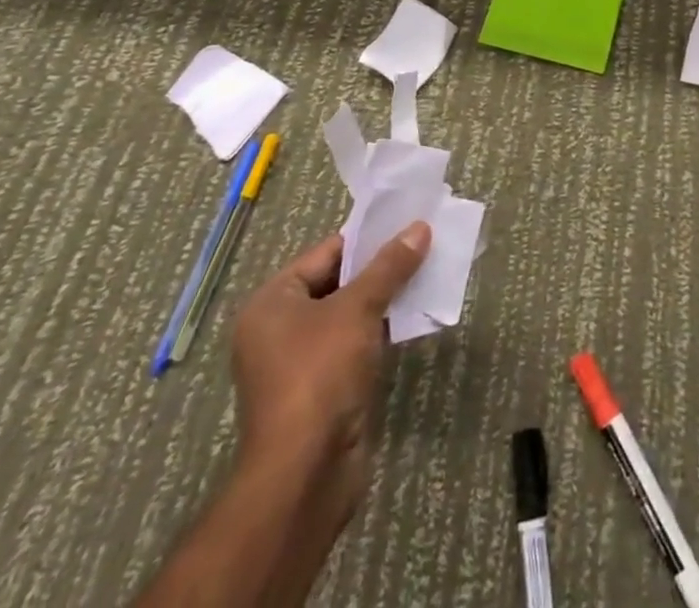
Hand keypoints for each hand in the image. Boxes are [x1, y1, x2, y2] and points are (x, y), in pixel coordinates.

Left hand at [230, 223, 430, 533]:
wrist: (305, 474)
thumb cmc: (320, 374)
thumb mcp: (357, 309)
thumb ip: (389, 267)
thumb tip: (420, 228)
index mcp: (272, 302)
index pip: (325, 253)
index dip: (367, 239)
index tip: (407, 226)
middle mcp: (279, 329)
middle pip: (337, 283)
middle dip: (380, 269)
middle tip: (423, 248)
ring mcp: (299, 363)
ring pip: (349, 316)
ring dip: (384, 300)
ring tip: (426, 277)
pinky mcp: (322, 390)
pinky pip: (354, 346)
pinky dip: (380, 332)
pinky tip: (413, 319)